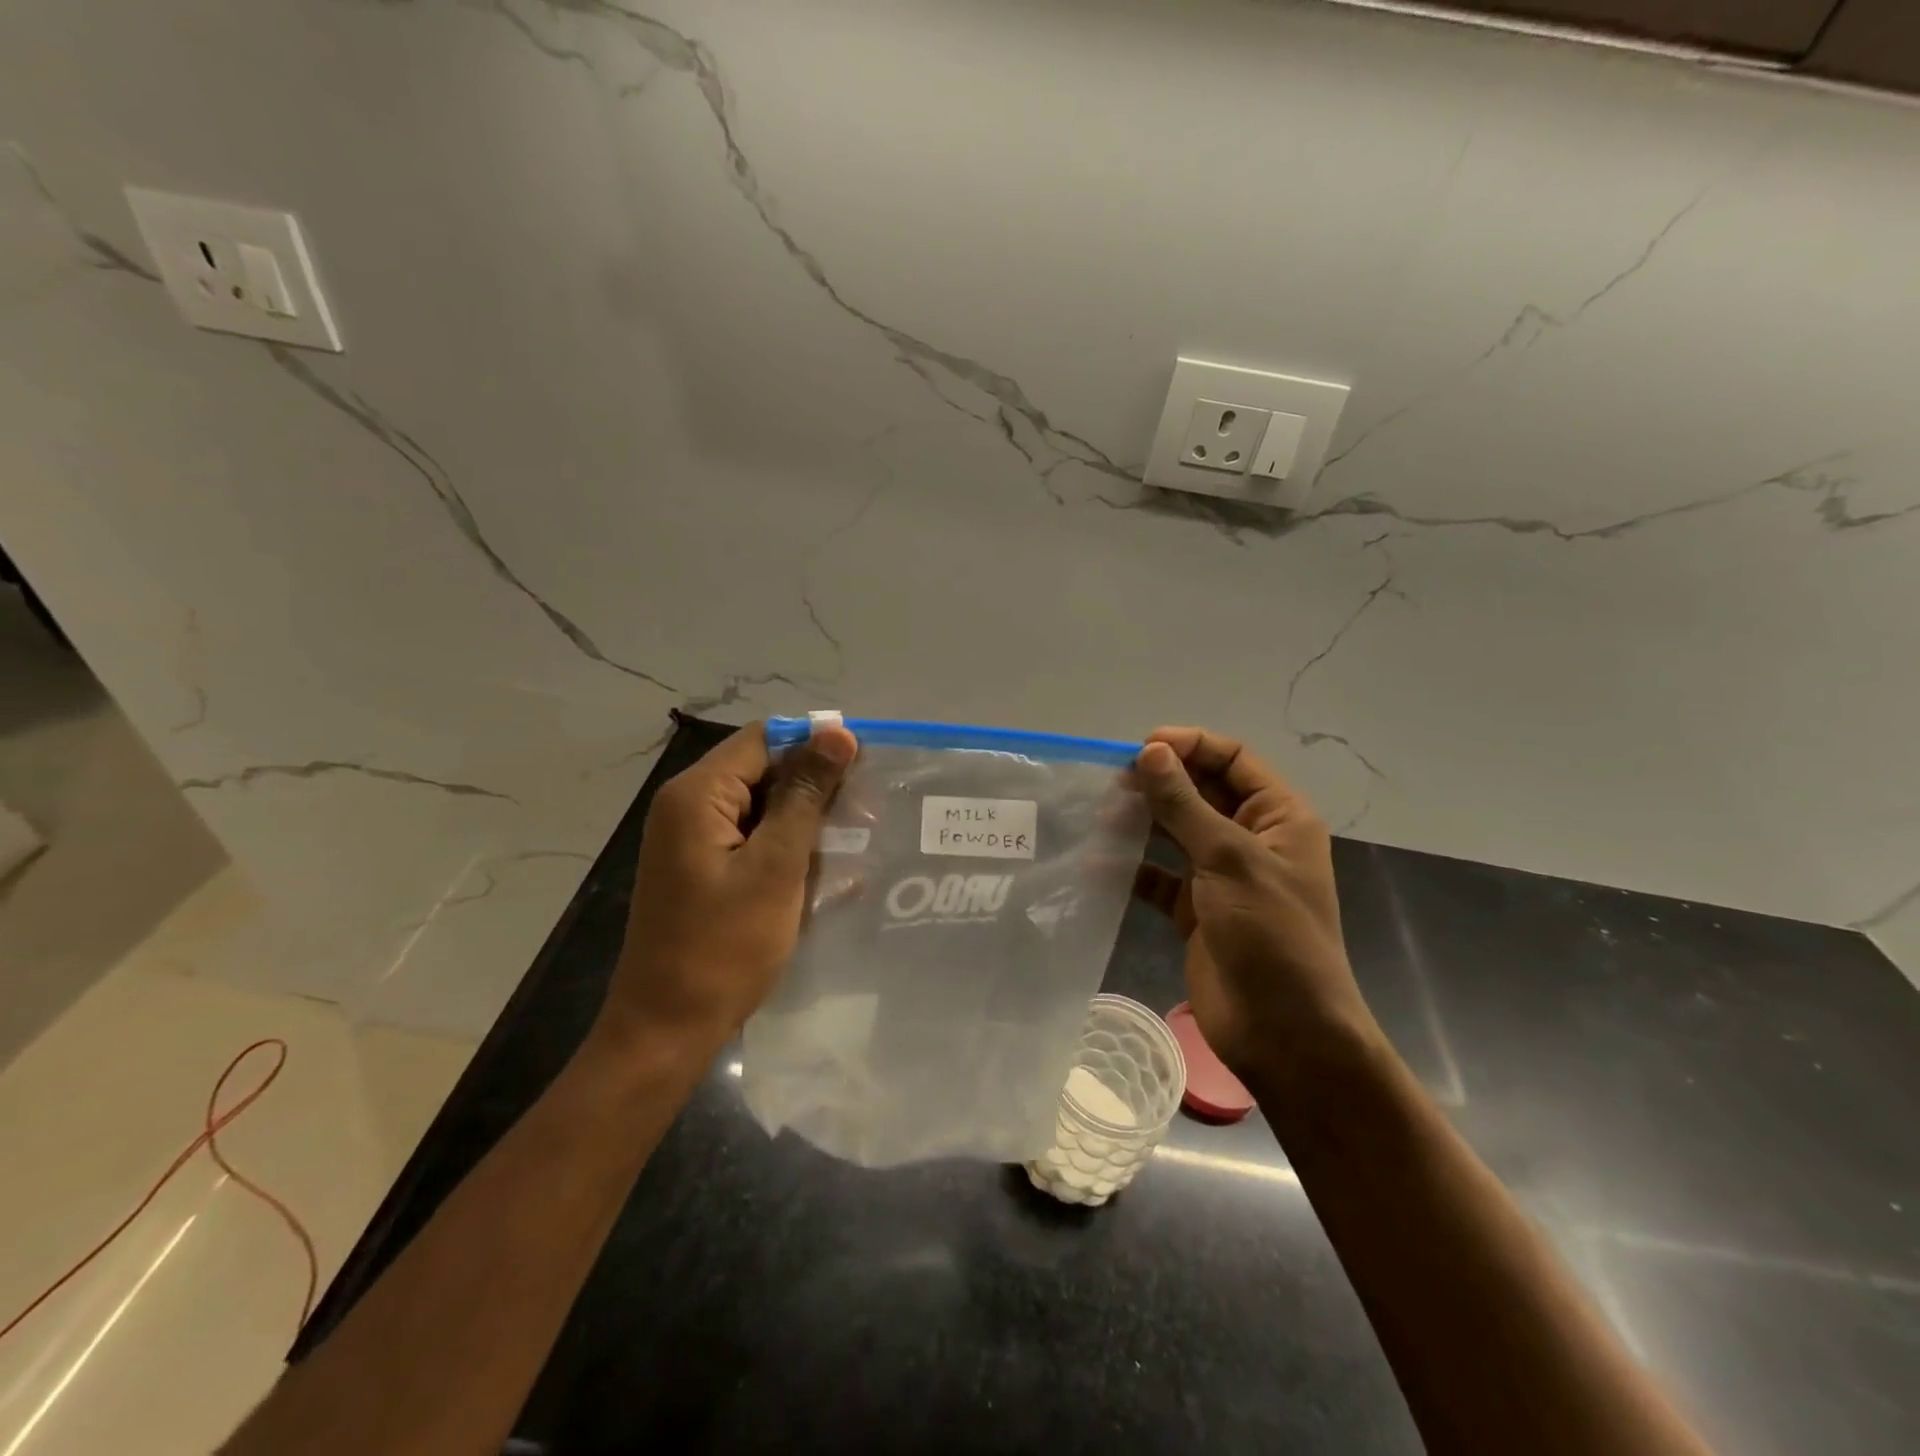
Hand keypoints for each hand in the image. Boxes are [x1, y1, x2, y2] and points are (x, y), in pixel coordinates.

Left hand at [596, 721, 857, 1059]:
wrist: (667, 1030)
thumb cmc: (724, 947)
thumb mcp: (776, 866)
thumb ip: (806, 796)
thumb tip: (837, 733)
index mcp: (697, 795)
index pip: (765, 740)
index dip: (816, 747)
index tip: (866, 770)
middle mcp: (689, 806)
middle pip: (763, 771)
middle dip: (816, 789)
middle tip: (869, 812)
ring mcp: (694, 840)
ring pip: (763, 808)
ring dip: (806, 823)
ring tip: (856, 843)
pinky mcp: (704, 869)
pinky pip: (754, 840)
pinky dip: (788, 849)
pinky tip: (826, 871)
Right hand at [1132, 727, 1377, 1084]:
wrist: (1284, 1034)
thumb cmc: (1271, 936)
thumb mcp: (1229, 860)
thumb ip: (1185, 804)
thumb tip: (1150, 751)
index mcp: (1278, 817)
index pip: (1233, 759)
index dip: (1190, 746)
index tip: (1141, 748)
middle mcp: (1249, 839)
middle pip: (1201, 792)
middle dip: (1160, 781)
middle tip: (1111, 780)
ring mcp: (1220, 876)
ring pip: (1175, 831)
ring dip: (1142, 820)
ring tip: (1100, 812)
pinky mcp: (1195, 910)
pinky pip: (1158, 876)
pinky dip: (1131, 868)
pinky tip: (1097, 862)